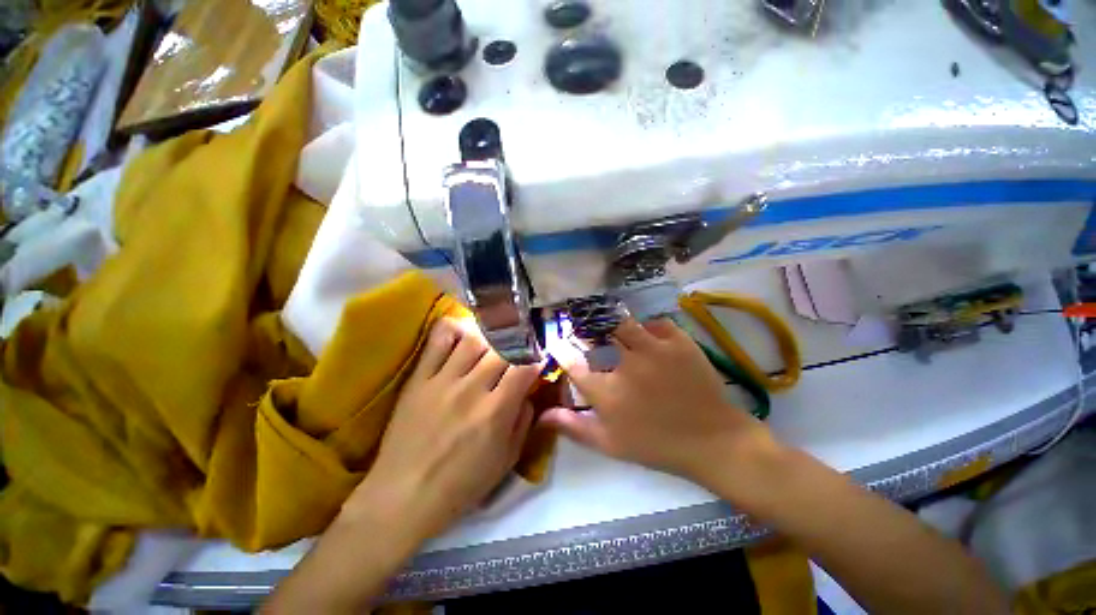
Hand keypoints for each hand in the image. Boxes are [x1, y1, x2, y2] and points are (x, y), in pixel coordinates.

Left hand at [340, 317, 541, 539]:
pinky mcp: (419, 378)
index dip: (536, 358)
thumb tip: (528, 391)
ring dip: (490, 336)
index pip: (524, 367)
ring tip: (494, 341)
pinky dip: (453, 329)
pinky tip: (463, 332)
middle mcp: (471, 389)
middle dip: (517, 344)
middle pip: (501, 348)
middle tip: (519, 347)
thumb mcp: (506, 460)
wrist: (404, 496)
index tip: (538, 358)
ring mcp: (442, 380)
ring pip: (473, 339)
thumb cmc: (461, 484)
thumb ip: (524, 421)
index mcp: (495, 411)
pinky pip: (437, 341)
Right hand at [541, 318, 773, 485]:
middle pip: (597, 334)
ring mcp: (655, 350)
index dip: (561, 351)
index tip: (557, 344)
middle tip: (590, 334)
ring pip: (623, 322)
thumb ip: (573, 427)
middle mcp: (627, 365)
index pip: (573, 363)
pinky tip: (649, 337)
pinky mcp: (679, 342)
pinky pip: (656, 323)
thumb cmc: (655, 445)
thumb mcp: (609, 443)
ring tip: (616, 329)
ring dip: (615, 324)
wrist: (712, 440)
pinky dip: (649, 328)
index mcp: (607, 392)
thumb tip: (542, 415)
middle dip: (586, 331)